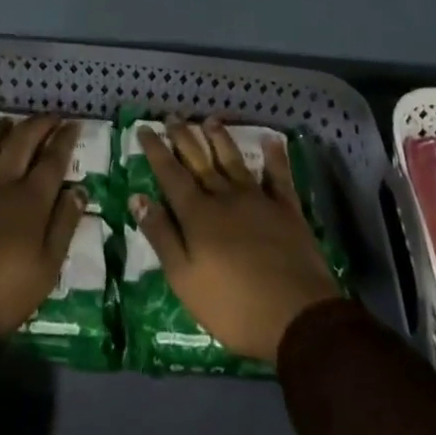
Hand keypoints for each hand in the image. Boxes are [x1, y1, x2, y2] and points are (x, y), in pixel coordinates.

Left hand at [0, 115, 85, 341]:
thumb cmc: (0, 293)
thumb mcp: (46, 270)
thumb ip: (63, 226)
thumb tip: (79, 191)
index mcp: (31, 200)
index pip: (53, 160)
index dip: (65, 139)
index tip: (74, 124)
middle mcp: (1, 180)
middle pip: (23, 139)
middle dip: (39, 124)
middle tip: (50, 118)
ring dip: (0, 126)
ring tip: (9, 125)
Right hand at [133, 119, 341, 363]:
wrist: (297, 317)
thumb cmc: (233, 306)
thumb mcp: (184, 279)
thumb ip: (161, 236)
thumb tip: (138, 197)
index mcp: (197, 215)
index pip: (170, 174)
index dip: (156, 151)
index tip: (144, 129)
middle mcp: (225, 197)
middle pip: (200, 161)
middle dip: (184, 138)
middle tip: (173, 117)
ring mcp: (258, 200)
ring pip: (234, 161)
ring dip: (221, 139)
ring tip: (210, 120)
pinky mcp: (287, 210)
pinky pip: (279, 176)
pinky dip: (275, 157)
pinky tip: (271, 140)